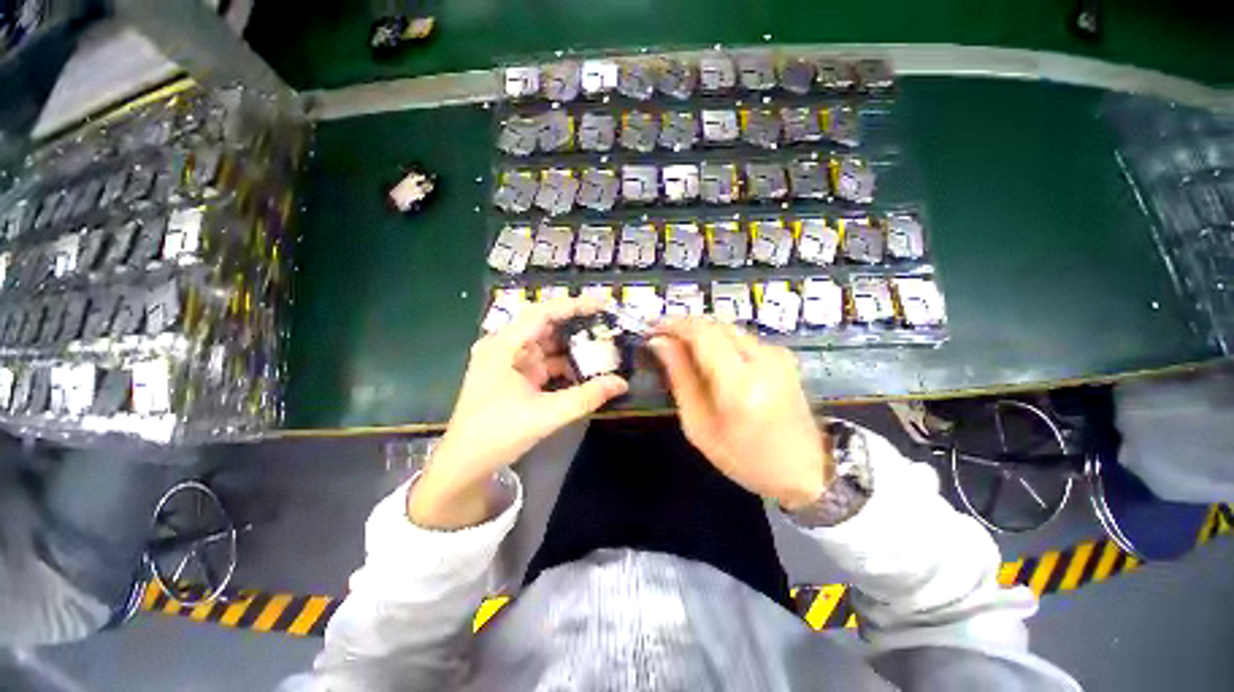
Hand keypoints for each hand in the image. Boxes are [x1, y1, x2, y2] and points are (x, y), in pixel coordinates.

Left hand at [409, 297, 628, 528]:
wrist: (465, 464)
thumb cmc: (498, 434)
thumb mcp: (547, 414)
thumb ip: (586, 396)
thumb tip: (621, 383)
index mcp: (504, 346)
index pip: (543, 313)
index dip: (573, 305)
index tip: (602, 305)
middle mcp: (505, 347)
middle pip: (546, 326)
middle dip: (577, 326)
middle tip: (608, 326)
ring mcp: (509, 362)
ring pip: (547, 345)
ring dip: (572, 347)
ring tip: (603, 346)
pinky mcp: (515, 376)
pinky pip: (544, 362)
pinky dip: (564, 365)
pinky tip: (585, 370)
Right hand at [649, 318, 832, 509]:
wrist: (805, 471)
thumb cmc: (744, 458)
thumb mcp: (700, 425)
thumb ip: (680, 378)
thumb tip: (659, 343)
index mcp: (740, 384)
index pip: (702, 334)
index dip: (673, 325)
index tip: (651, 328)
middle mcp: (764, 359)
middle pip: (715, 325)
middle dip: (685, 326)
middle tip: (661, 337)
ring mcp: (778, 354)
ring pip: (728, 328)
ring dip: (701, 332)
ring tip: (679, 346)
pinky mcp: (783, 356)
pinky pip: (741, 337)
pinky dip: (718, 340)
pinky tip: (706, 355)